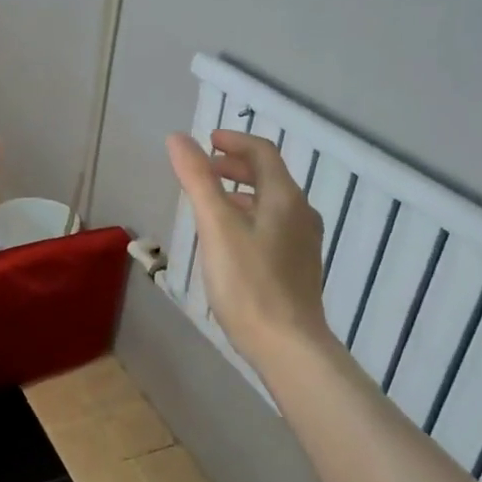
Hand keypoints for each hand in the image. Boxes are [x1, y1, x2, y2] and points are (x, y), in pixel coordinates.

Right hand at [166, 130, 332, 369]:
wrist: (287, 343)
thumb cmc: (248, 282)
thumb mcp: (216, 227)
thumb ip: (198, 180)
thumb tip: (178, 138)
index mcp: (284, 198)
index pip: (262, 153)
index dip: (233, 141)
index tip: (206, 141)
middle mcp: (300, 213)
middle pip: (270, 177)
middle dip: (237, 166)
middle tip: (205, 168)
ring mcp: (303, 242)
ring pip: (272, 204)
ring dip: (242, 193)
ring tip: (212, 201)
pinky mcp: (298, 267)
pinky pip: (274, 227)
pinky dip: (250, 217)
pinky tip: (231, 240)